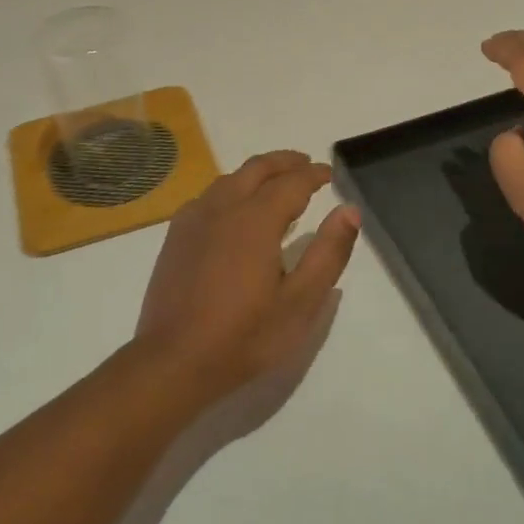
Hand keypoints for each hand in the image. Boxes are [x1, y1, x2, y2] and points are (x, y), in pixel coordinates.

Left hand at [133, 150, 360, 405]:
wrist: (174, 361)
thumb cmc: (245, 336)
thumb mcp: (300, 302)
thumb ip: (328, 253)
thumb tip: (349, 210)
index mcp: (255, 219)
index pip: (292, 182)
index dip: (314, 174)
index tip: (330, 174)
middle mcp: (223, 208)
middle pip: (257, 169)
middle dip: (285, 162)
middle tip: (306, 166)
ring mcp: (193, 220)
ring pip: (229, 179)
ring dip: (257, 173)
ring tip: (275, 184)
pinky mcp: (176, 237)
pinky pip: (208, 197)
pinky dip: (230, 189)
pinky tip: (234, 209)